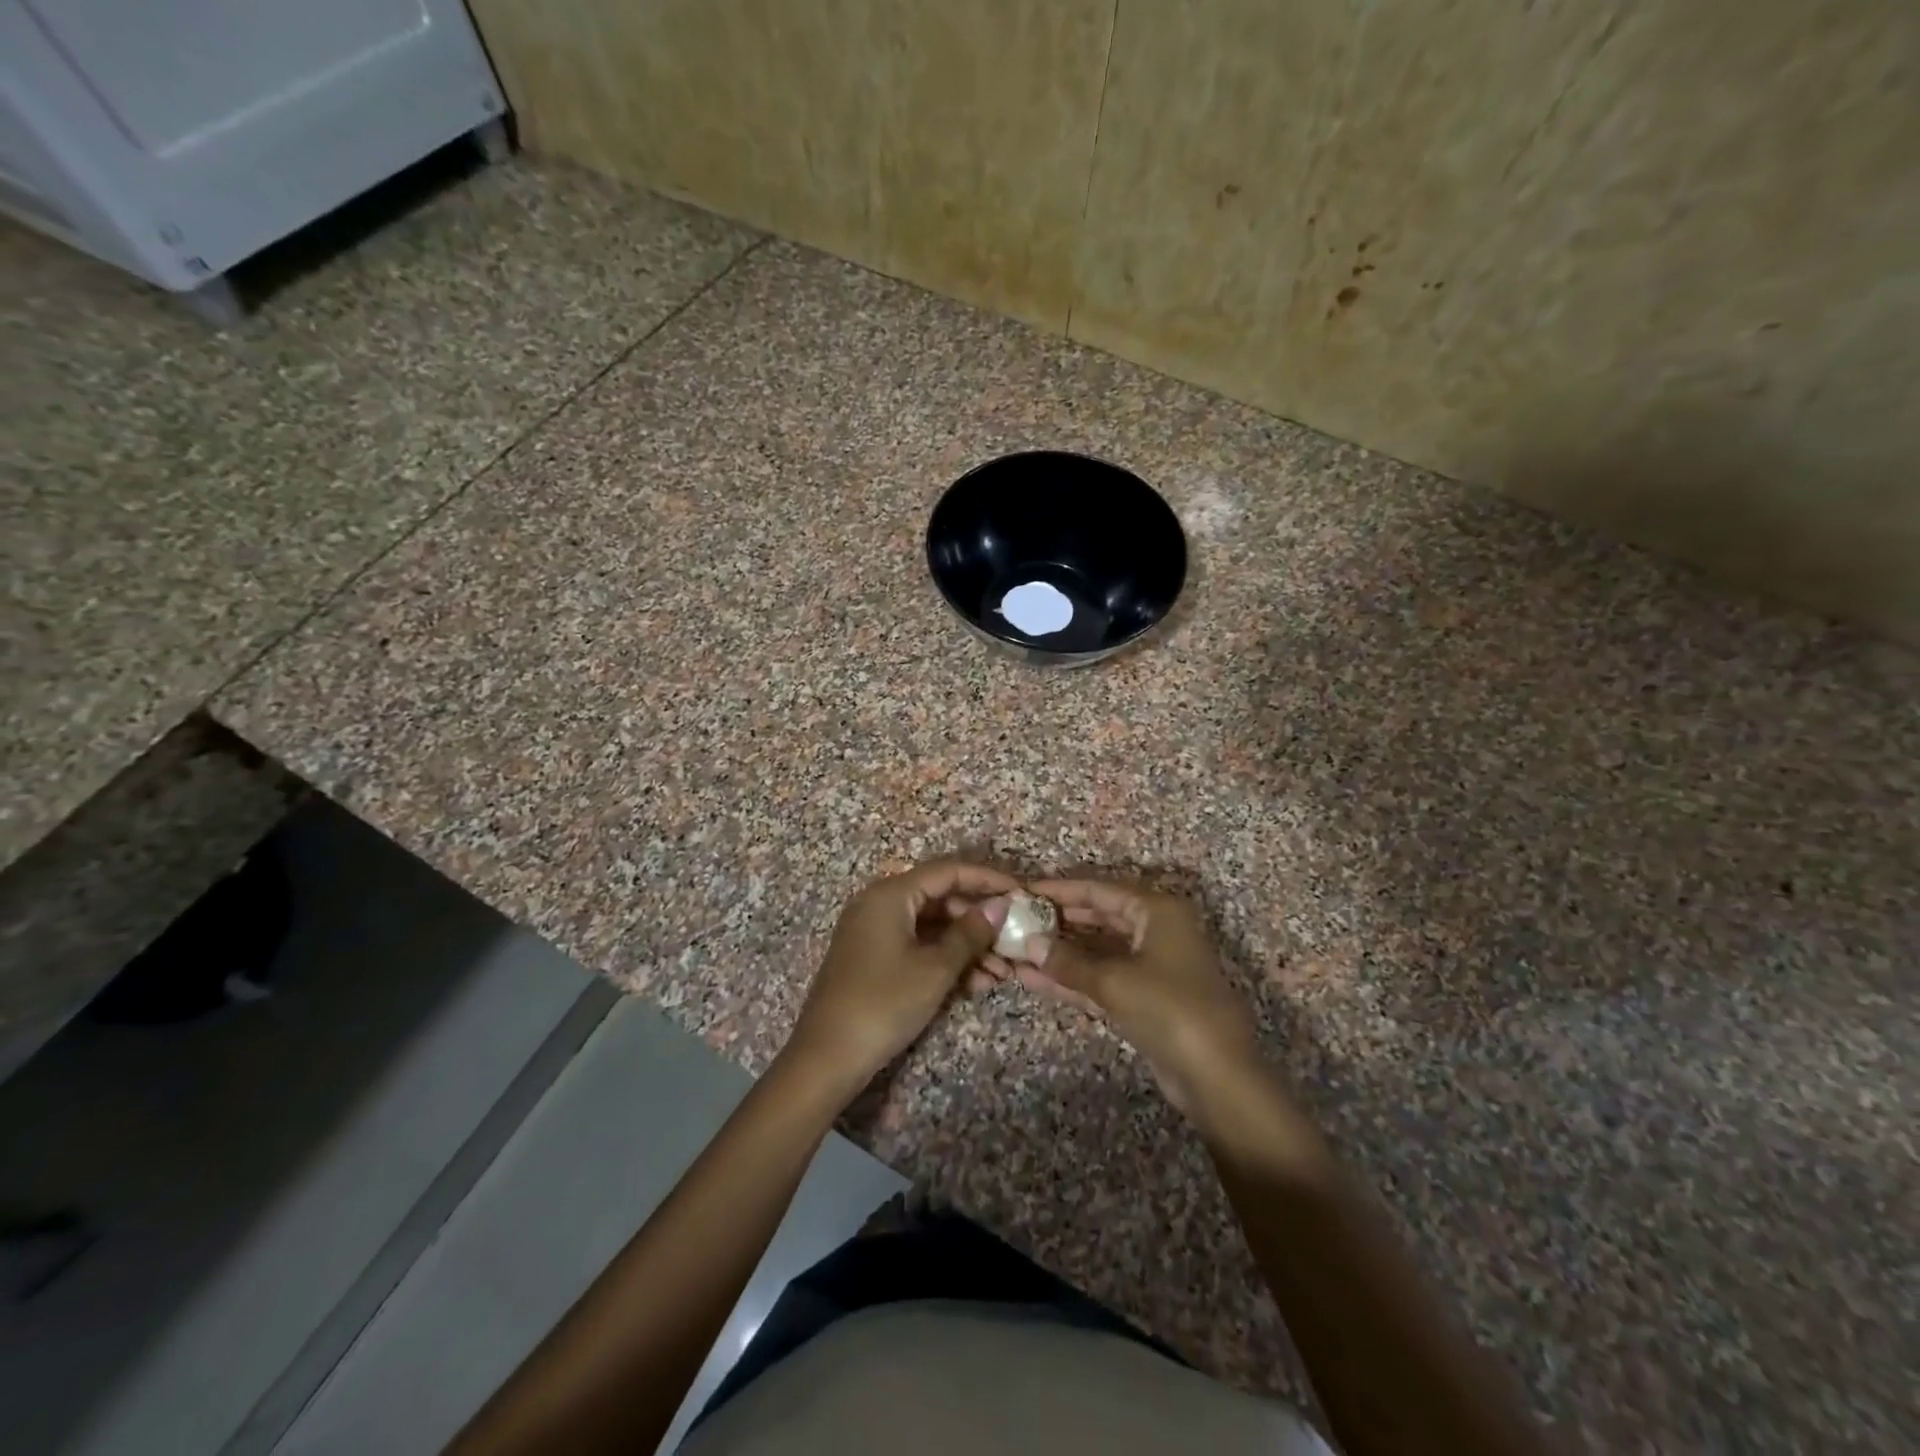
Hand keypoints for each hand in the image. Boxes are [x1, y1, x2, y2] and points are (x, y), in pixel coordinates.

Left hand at [783, 861, 1015, 1100]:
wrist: (826, 1057)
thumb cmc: (884, 1003)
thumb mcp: (936, 968)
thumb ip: (971, 932)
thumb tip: (1000, 905)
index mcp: (891, 894)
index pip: (948, 871)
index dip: (987, 879)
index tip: (1021, 892)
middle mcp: (880, 903)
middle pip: (940, 898)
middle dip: (980, 921)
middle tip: (1013, 941)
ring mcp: (874, 931)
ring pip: (931, 926)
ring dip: (967, 946)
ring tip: (1002, 974)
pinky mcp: (874, 958)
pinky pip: (917, 946)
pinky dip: (945, 960)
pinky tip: (975, 985)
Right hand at [1012, 879, 1260, 1117]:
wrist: (1216, 1076)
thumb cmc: (1169, 1008)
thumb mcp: (1114, 981)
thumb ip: (1067, 961)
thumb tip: (1029, 943)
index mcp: (1157, 910)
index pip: (1099, 890)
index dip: (1060, 890)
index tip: (1022, 891)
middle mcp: (1155, 930)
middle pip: (1098, 917)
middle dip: (1057, 922)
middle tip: (1015, 921)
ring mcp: (1150, 966)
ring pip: (1096, 951)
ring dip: (1059, 953)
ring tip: (1016, 950)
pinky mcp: (1143, 998)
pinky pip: (1101, 979)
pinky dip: (1071, 979)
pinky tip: (1034, 979)